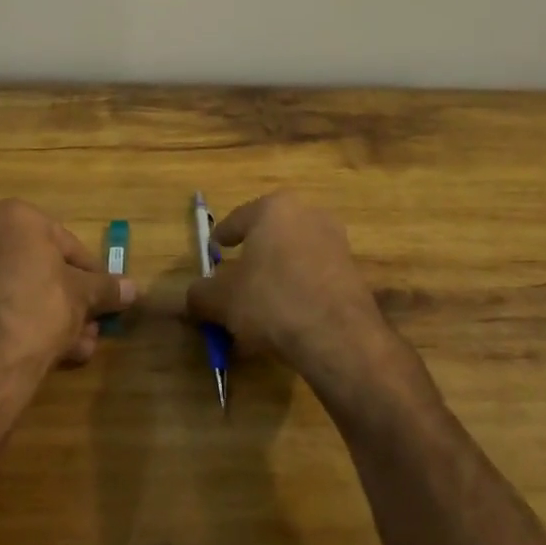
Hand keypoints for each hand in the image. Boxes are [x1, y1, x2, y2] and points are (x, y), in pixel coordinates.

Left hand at [0, 200, 134, 388]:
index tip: (107, 298)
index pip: (68, 243)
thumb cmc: (38, 309)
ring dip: (52, 315)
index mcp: (14, 217)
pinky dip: (22, 323)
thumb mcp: (83, 296)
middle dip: (70, 298)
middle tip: (92, 325)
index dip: (93, 274)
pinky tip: (49, 354)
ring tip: (78, 347)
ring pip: (20, 290)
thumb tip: (133, 288)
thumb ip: (107, 288)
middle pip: (41, 266)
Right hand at [185, 192, 399, 392]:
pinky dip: (298, 290)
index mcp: (274, 208)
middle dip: (253, 256)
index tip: (214, 251)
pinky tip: (287, 318)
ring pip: (293, 256)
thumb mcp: (222, 300)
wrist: (338, 336)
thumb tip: (193, 298)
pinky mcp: (353, 270)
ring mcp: (336, 241)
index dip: (222, 237)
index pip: (238, 219)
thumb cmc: (272, 301)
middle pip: (270, 235)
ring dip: (277, 274)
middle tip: (236, 279)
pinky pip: (314, 276)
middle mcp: (308, 214)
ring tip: (260, 304)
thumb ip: (201, 295)